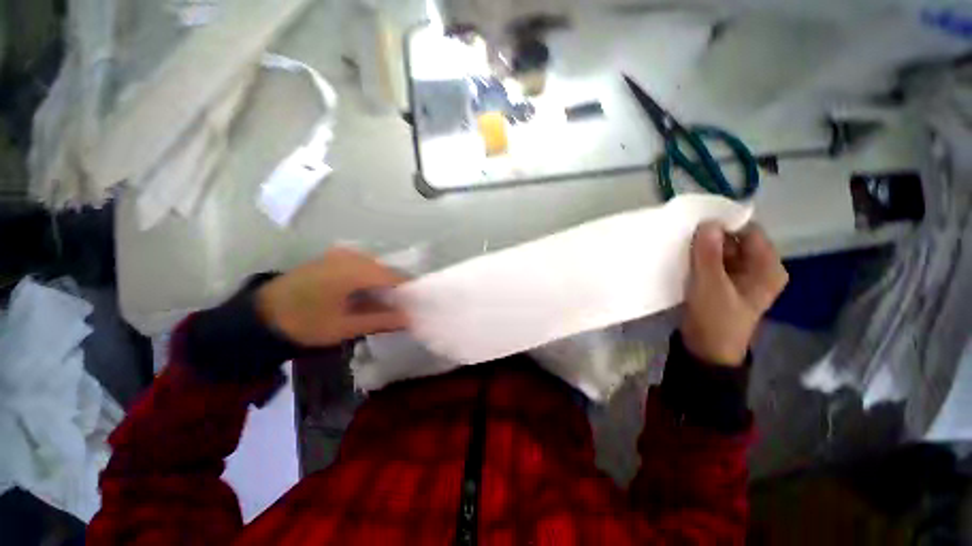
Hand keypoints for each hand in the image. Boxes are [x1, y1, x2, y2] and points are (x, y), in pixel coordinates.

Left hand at [256, 247, 408, 346]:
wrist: (259, 316)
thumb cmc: (304, 323)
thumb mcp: (344, 327)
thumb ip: (380, 320)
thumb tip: (409, 319)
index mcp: (355, 270)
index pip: (395, 277)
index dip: (408, 292)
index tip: (416, 307)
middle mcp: (351, 257)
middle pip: (386, 271)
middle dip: (396, 290)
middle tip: (401, 310)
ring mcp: (340, 255)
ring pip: (375, 269)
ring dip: (382, 286)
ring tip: (386, 306)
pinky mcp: (332, 259)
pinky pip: (361, 267)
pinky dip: (369, 281)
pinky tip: (367, 296)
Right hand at [682, 222, 787, 365]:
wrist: (705, 349)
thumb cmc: (715, 319)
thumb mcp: (710, 286)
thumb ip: (708, 255)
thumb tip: (707, 222)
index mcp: (767, 268)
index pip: (750, 233)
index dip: (725, 225)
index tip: (697, 222)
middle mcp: (757, 268)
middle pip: (735, 241)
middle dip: (711, 237)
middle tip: (684, 234)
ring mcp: (739, 276)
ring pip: (721, 251)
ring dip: (702, 247)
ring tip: (680, 245)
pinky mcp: (723, 282)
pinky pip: (712, 262)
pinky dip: (699, 258)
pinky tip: (682, 257)